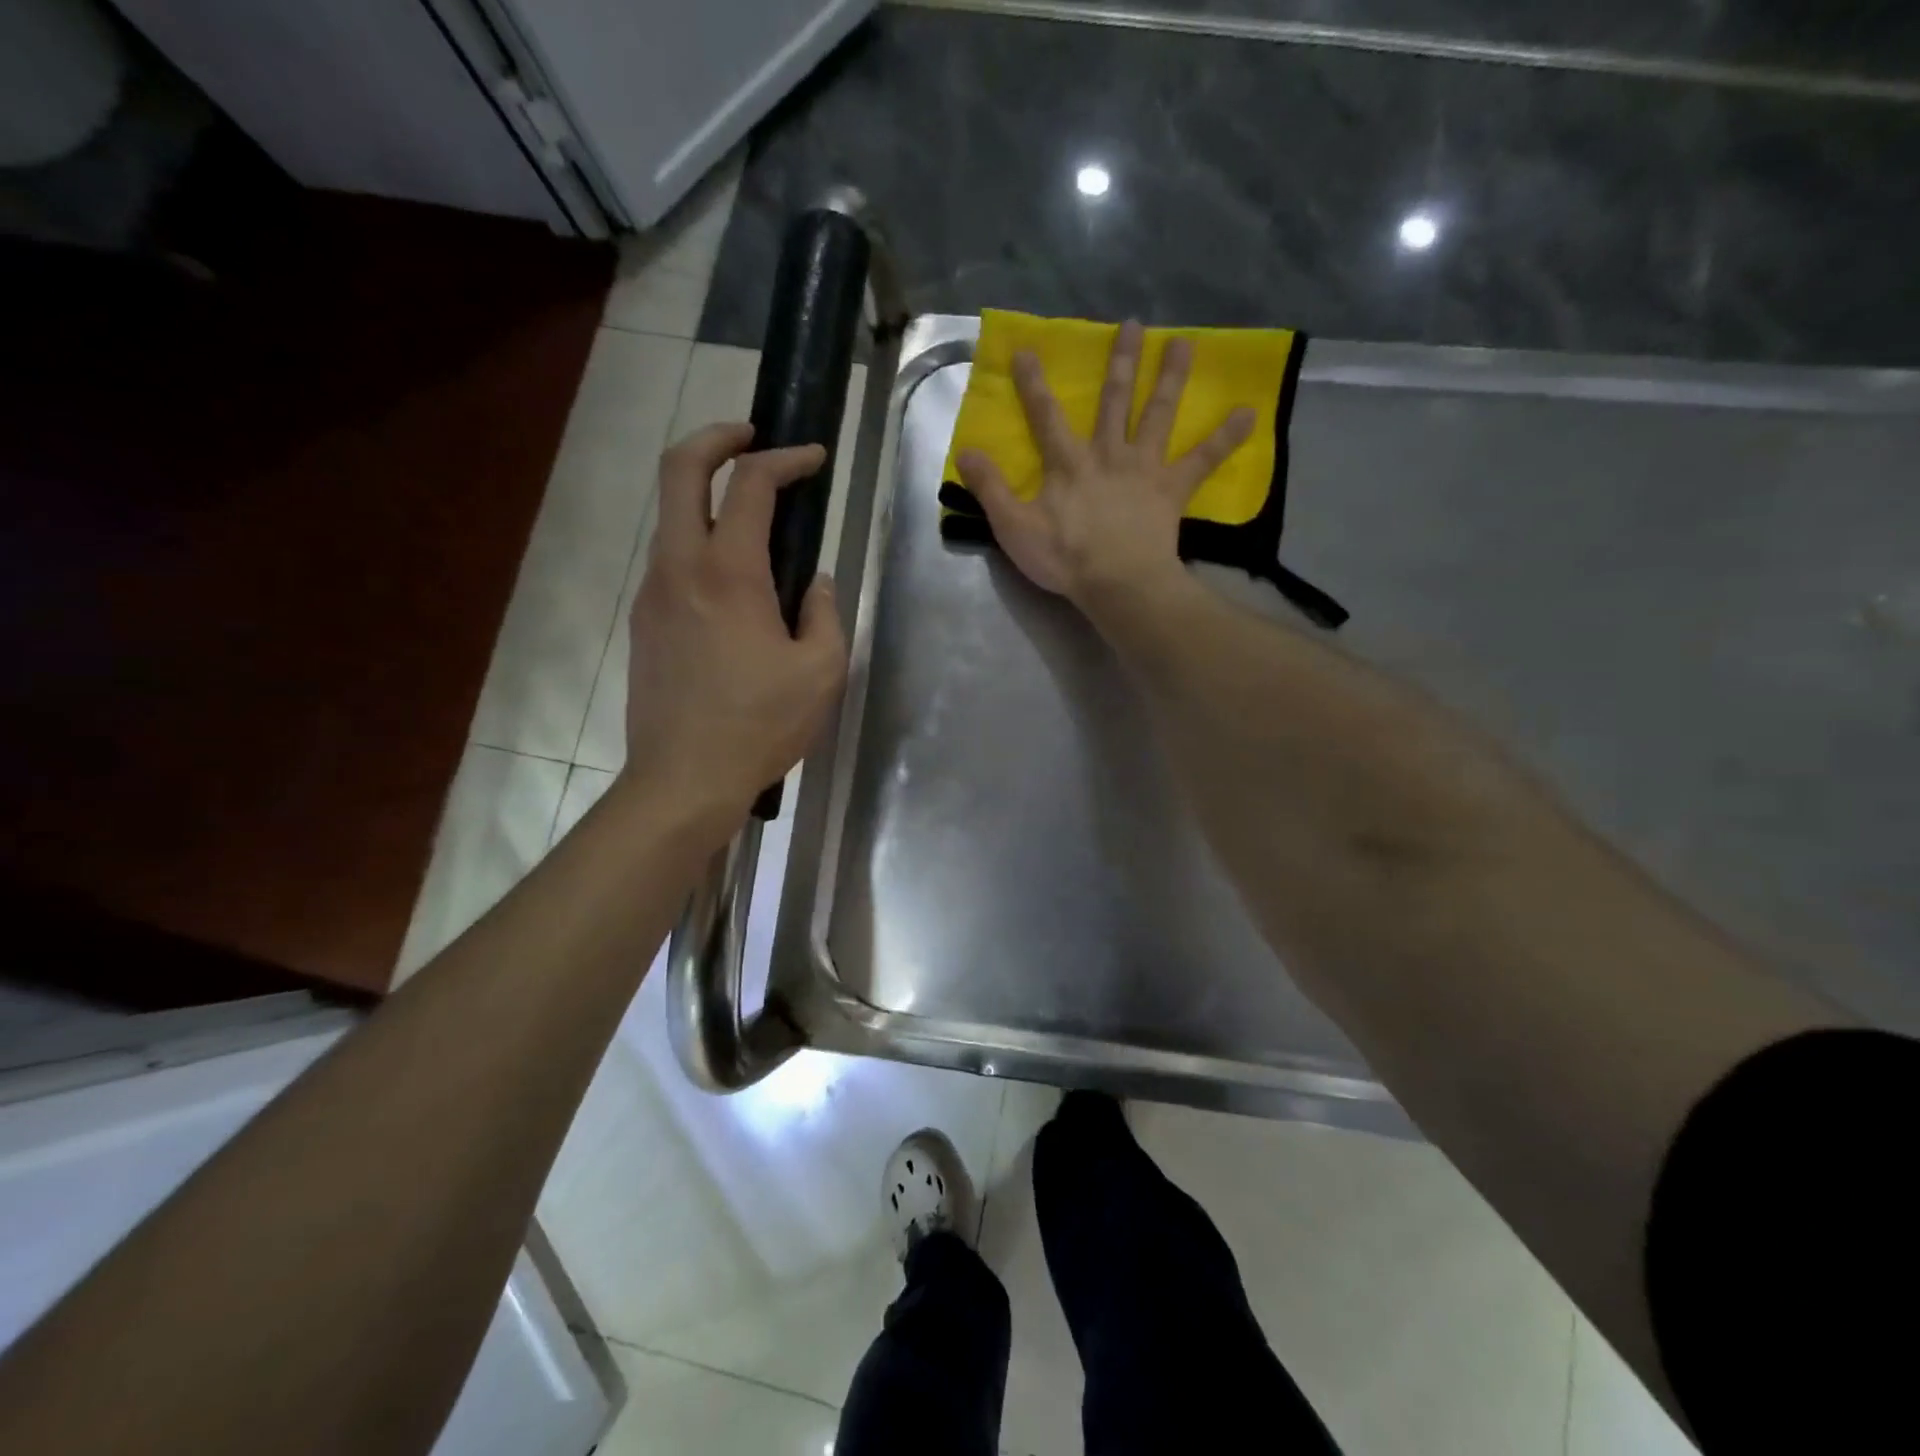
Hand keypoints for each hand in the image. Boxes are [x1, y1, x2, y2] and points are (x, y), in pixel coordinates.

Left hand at [624, 423, 847, 829]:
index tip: (815, 458)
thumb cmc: (761, 725)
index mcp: (729, 573)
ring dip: (707, 495)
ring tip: (753, 514)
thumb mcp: (821, 671)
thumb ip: (825, 613)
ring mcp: (653, 593)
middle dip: (716, 437)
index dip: (786, 458)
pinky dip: (700, 542)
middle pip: (679, 470)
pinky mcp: (644, 622)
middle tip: (753, 437)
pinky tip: (734, 579)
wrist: (684, 778)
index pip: (751, 485)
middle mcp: (680, 567)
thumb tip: (815, 583)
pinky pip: (671, 560)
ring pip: (671, 516)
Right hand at [955, 320, 1255, 606]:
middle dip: (1121, 362)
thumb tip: (965, 449)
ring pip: (1158, 415)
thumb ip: (989, 488)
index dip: (1035, 383)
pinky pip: (1202, 459)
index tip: (1029, 349)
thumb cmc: (1064, 557)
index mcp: (1068, 462)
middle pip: (1116, 401)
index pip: (1046, 415)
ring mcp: (1144, 468)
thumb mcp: (1014, 526)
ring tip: (1186, 344)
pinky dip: (1226, 437)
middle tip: (1134, 325)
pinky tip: (1250, 412)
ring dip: (1171, 378)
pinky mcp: (1172, 489)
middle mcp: (1108, 453)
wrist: (1117, 582)